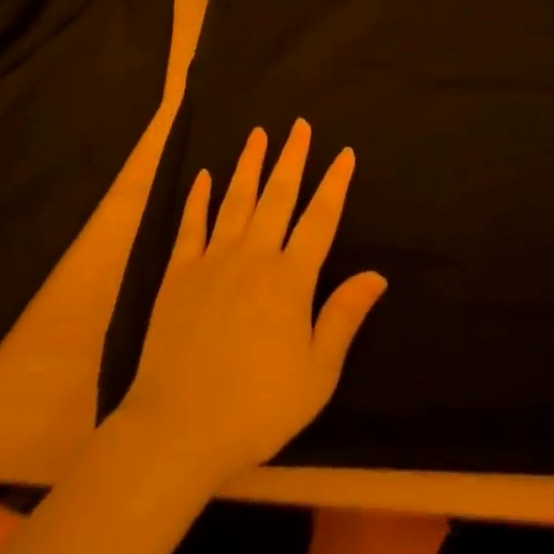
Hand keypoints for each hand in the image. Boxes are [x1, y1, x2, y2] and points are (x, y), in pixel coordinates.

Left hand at [118, 120, 387, 483]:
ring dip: (250, 164)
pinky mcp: (178, 273)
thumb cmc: (256, 407)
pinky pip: (191, 225)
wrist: (176, 429)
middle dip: (292, 157)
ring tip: (258, 133)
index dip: (335, 184)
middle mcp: (254, 256)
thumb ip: (344, 318)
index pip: (320, 219)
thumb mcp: (316, 375)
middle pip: (278, 195)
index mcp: (290, 278)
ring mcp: (213, 260)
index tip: (345, 153)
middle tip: (300, 124)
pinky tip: (205, 176)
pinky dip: (199, 198)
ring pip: (236, 199)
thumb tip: (377, 274)